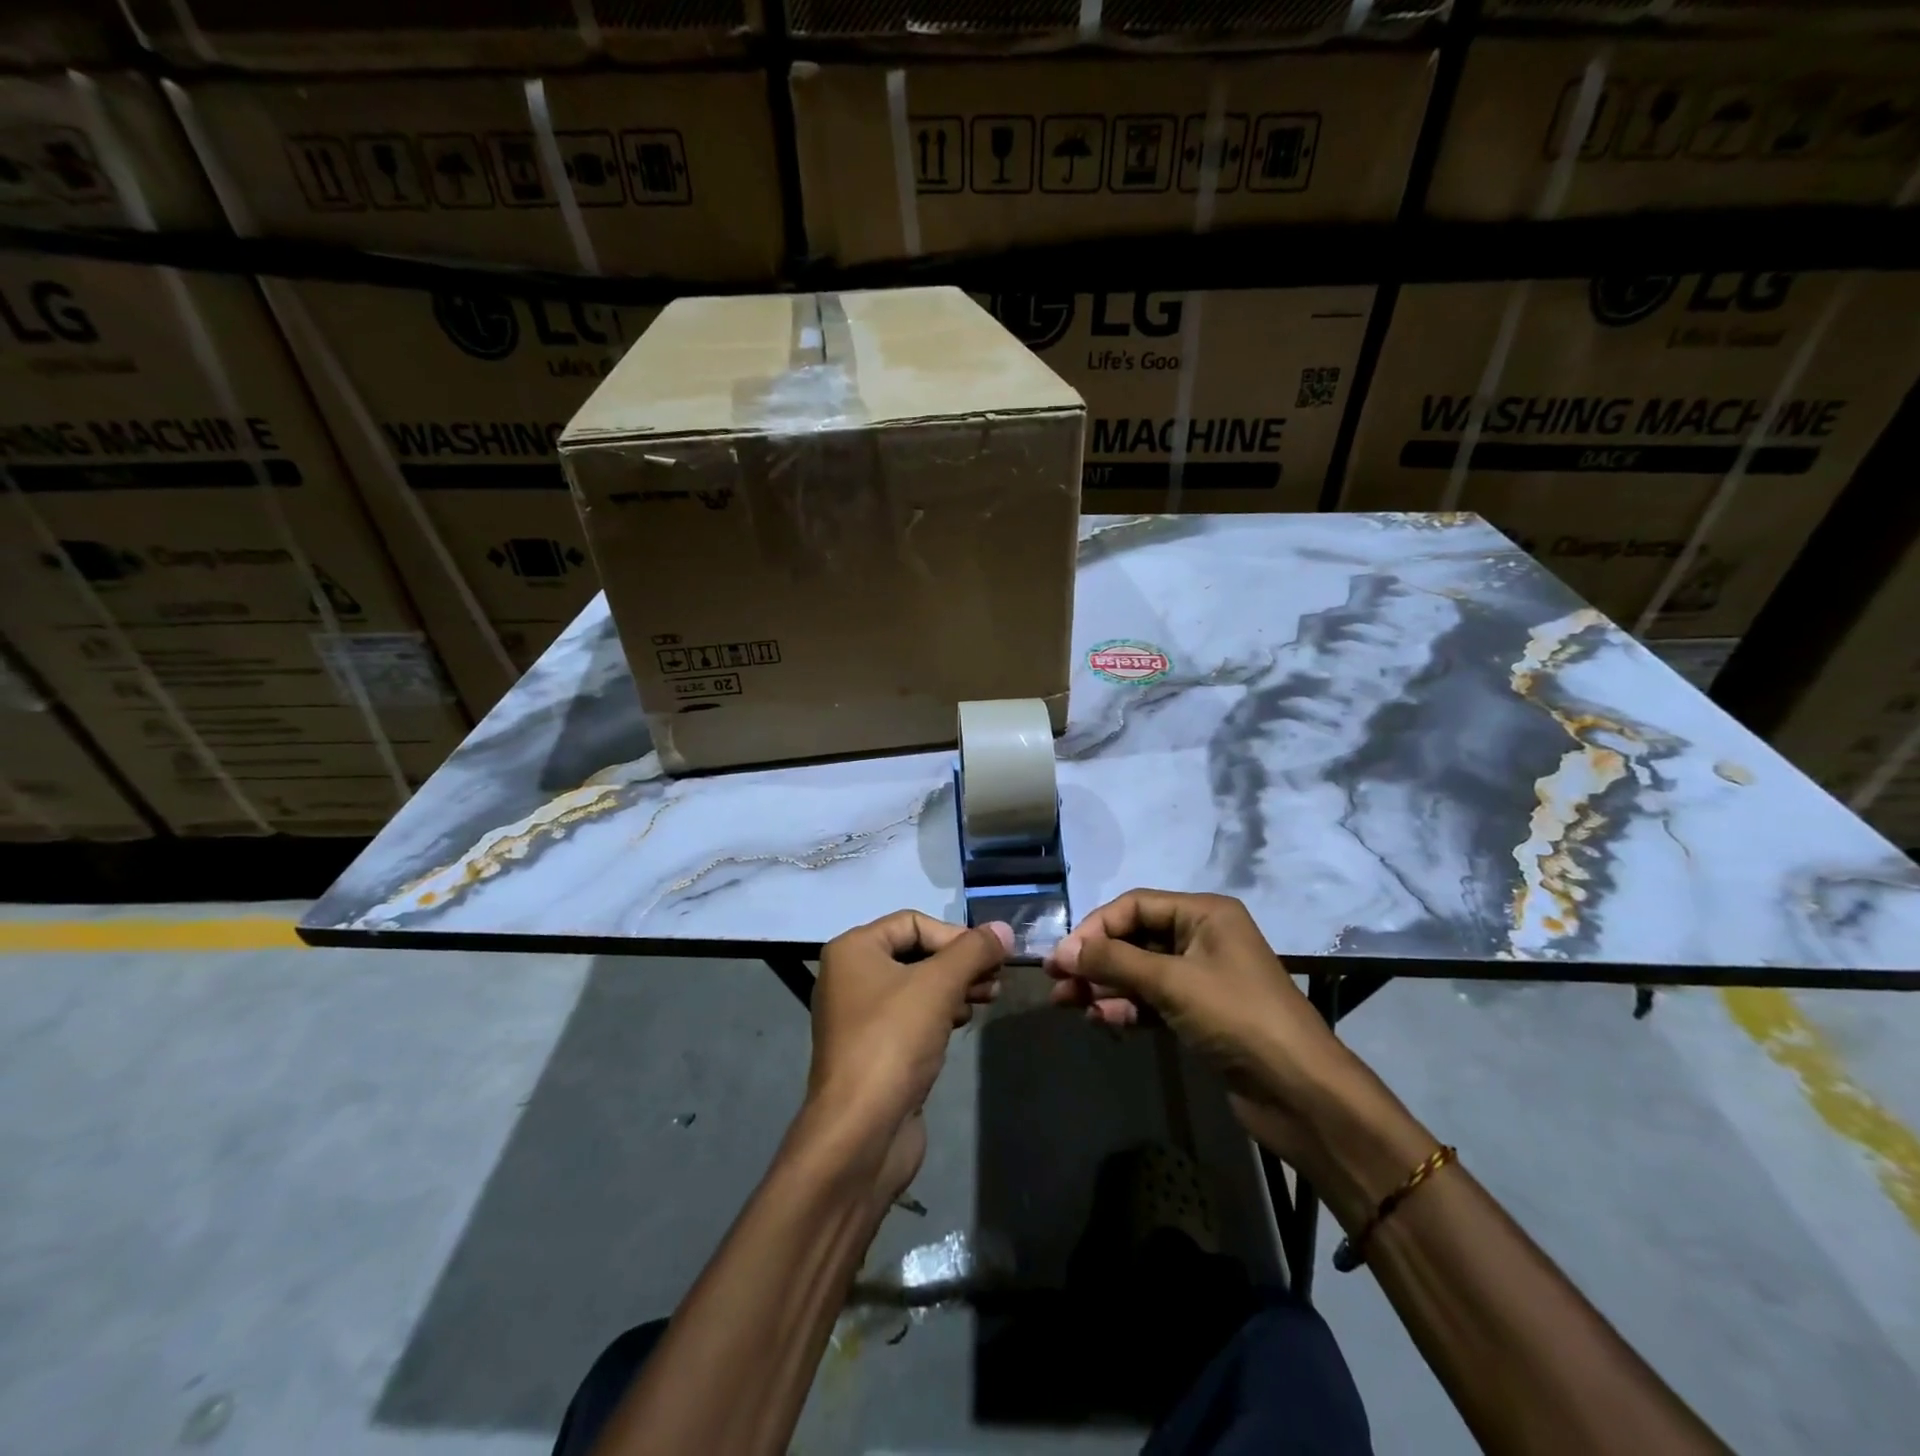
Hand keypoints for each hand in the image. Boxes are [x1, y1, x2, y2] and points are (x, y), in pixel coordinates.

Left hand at [806, 912, 1010, 1201]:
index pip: (913, 921)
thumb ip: (974, 951)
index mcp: (854, 950)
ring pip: (919, 985)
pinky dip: (941, 1012)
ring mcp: (862, 1015)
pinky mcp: (876, 1049)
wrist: (860, 1134)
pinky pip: (913, 1016)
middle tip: (997, 978)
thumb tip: (1004, 928)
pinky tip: (964, 1022)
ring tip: (990, 998)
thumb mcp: (939, 986)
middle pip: (917, 952)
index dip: (955, 934)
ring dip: (957, 987)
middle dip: (960, 962)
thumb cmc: (893, 1042)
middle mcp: (852, 976)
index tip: (990, 956)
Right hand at [1044, 890, 1383, 1180]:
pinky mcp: (1200, 1013)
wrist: (1300, 1093)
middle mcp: (1202, 937)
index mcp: (1205, 913)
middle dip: (1095, 960)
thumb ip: (1115, 961)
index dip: (1096, 928)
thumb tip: (1064, 951)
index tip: (1063, 957)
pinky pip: (1153, 1000)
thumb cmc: (1237, 1018)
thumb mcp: (1172, 982)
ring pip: (1140, 972)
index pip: (1135, 905)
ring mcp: (1202, 977)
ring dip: (1105, 986)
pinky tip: (1102, 1021)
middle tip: (1056, 982)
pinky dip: (1127, 1007)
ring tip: (1067, 1005)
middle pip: (1135, 938)